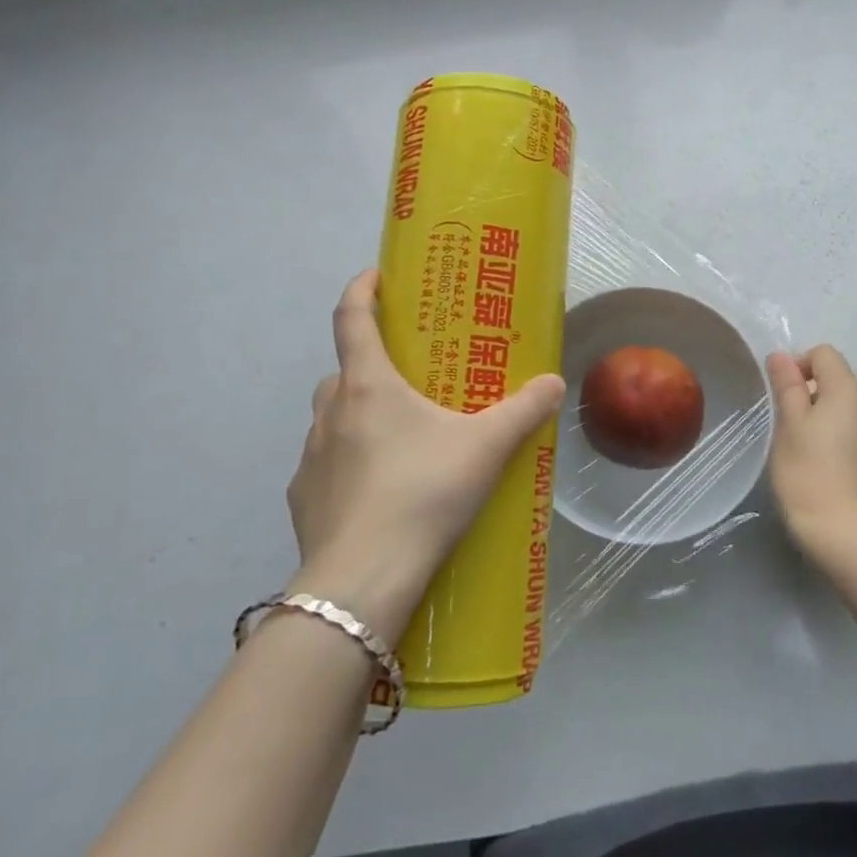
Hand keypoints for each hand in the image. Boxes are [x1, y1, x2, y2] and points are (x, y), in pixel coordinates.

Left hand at [287, 270, 565, 640]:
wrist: (363, 580)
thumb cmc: (423, 492)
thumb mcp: (485, 447)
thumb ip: (523, 411)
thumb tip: (554, 382)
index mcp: (367, 385)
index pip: (351, 317)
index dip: (361, 289)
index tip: (375, 276)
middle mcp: (330, 411)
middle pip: (342, 370)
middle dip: (369, 365)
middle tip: (406, 378)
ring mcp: (309, 457)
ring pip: (331, 417)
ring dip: (356, 415)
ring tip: (396, 438)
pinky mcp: (302, 498)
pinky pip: (324, 465)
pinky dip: (346, 463)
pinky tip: (376, 490)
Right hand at [766, 345, 856, 556]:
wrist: (849, 533)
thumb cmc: (809, 473)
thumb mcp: (789, 425)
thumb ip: (787, 386)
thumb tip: (780, 355)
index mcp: (848, 389)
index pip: (824, 353)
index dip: (798, 364)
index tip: (781, 394)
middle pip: (836, 378)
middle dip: (809, 391)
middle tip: (786, 422)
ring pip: (844, 405)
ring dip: (821, 413)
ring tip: (801, 444)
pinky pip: (854, 427)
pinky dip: (836, 433)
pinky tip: (821, 462)